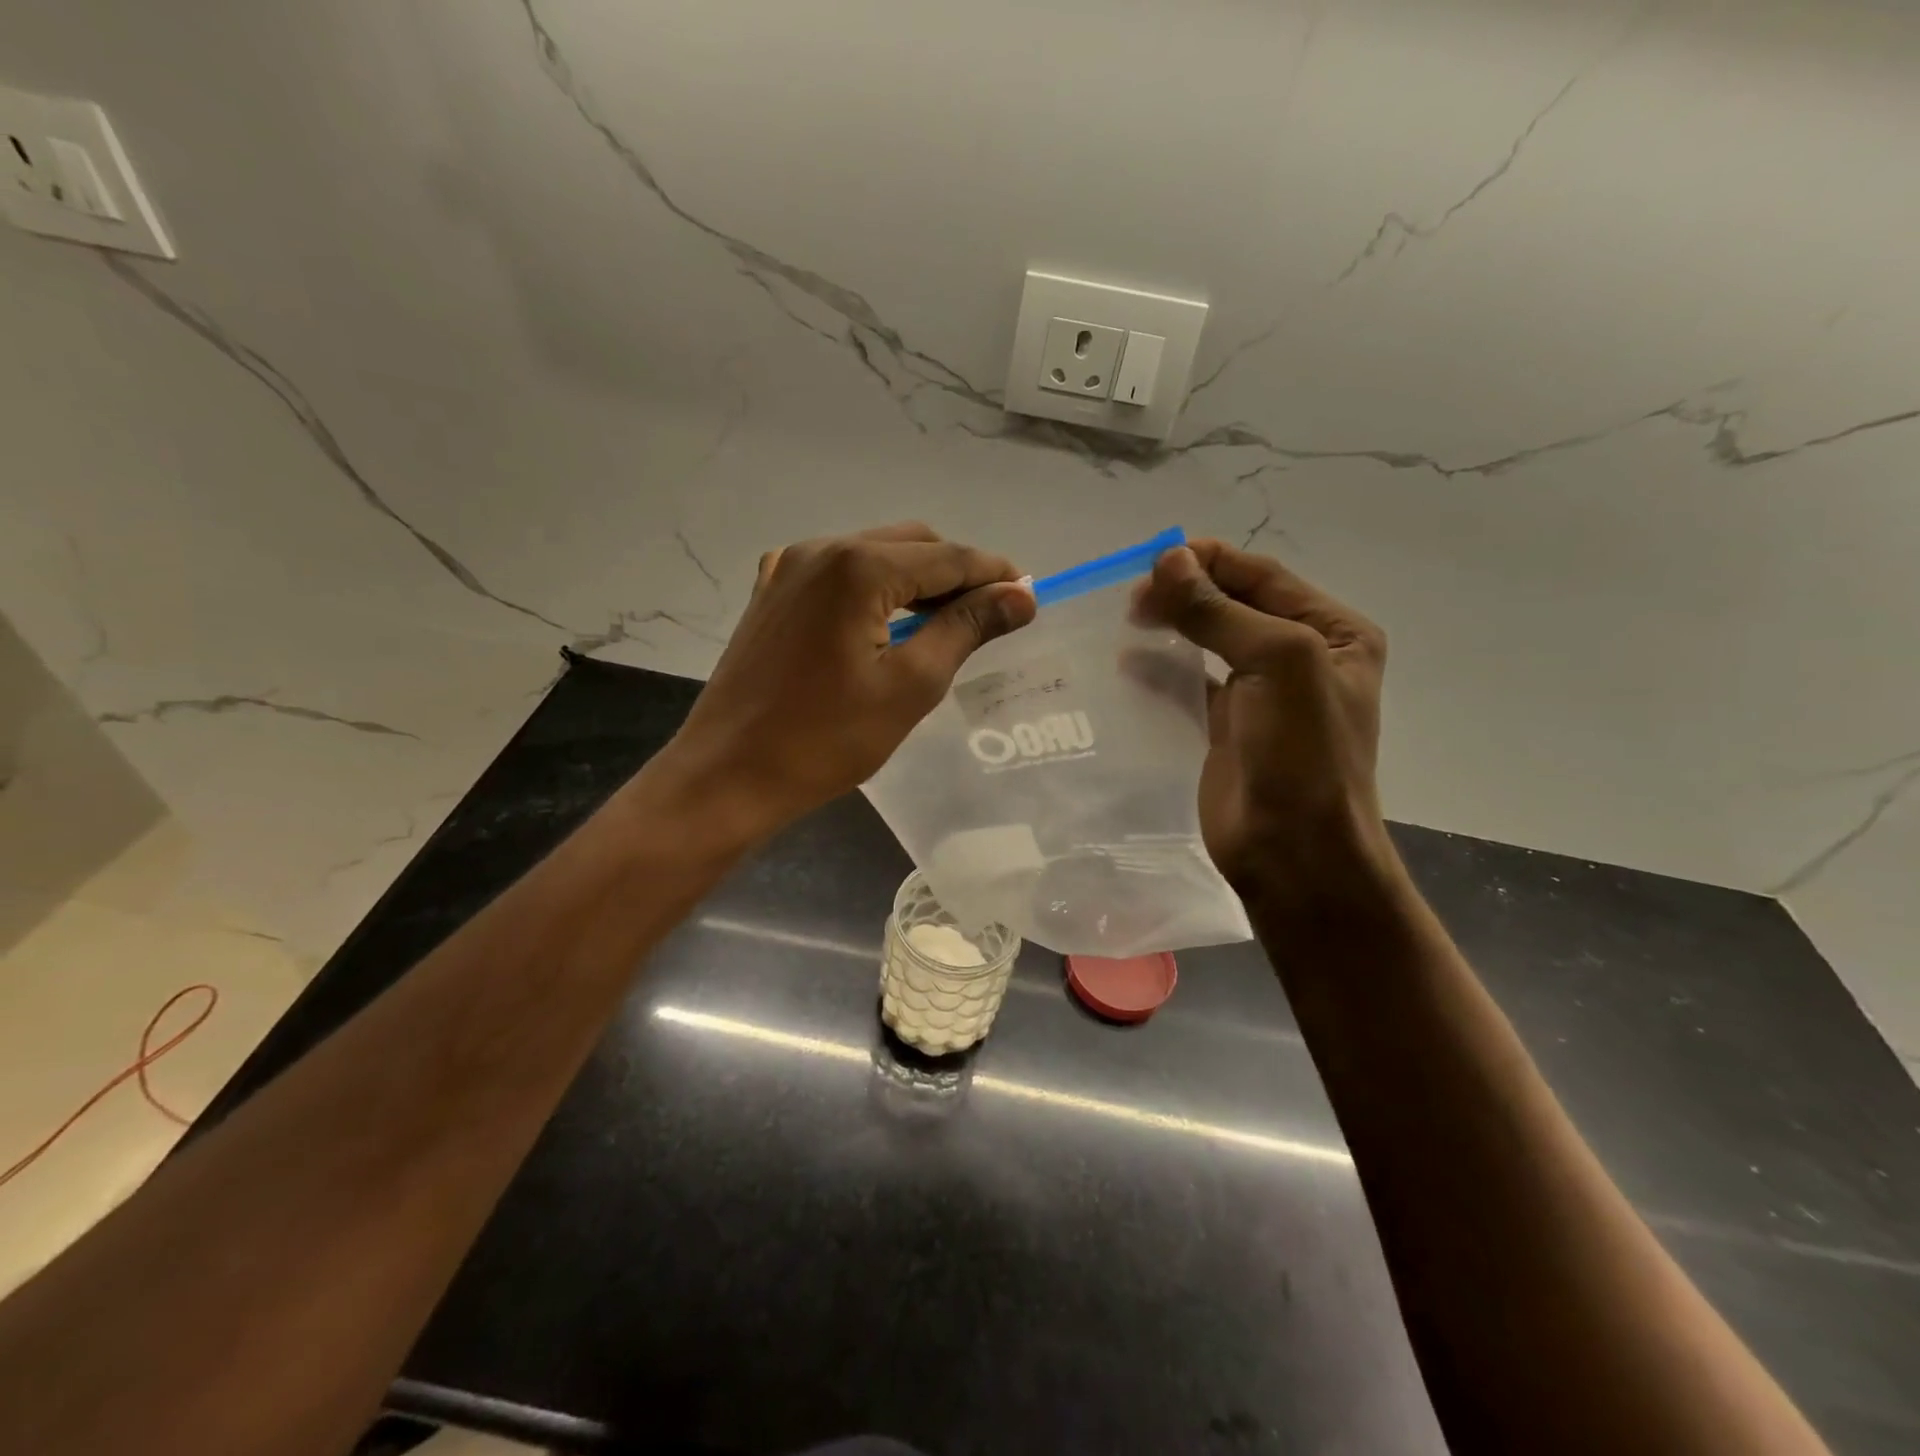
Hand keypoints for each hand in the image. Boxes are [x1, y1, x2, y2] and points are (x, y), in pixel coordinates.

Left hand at [663, 522, 1035, 836]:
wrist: (727, 776)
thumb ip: (967, 629)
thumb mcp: (911, 686)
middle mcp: (819, 549)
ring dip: (916, 580)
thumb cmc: (825, 740)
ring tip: (949, 622)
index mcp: (856, 566)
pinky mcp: (770, 593)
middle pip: (910, 544)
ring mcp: (787, 568)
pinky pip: (838, 575)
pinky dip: (874, 589)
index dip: (993, 573)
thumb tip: (1021, 595)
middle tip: (991, 615)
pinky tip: (888, 624)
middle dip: (956, 573)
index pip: (947, 556)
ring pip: (873, 555)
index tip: (1029, 594)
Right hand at [1135, 539, 1393, 906]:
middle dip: (1185, 592)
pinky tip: (1127, 663)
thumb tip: (1167, 559)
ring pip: (1207, 641)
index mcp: (1331, 632)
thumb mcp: (1276, 663)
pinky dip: (1159, 668)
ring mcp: (1260, 692)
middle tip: (1131, 597)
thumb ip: (1220, 611)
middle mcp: (1299, 655)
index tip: (1151, 562)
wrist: (1294, 851)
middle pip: (1232, 604)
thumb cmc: (1302, 752)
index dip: (1209, 561)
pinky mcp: (1224, 726)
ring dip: (1169, 625)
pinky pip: (1188, 683)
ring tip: (1126, 619)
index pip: (1262, 576)